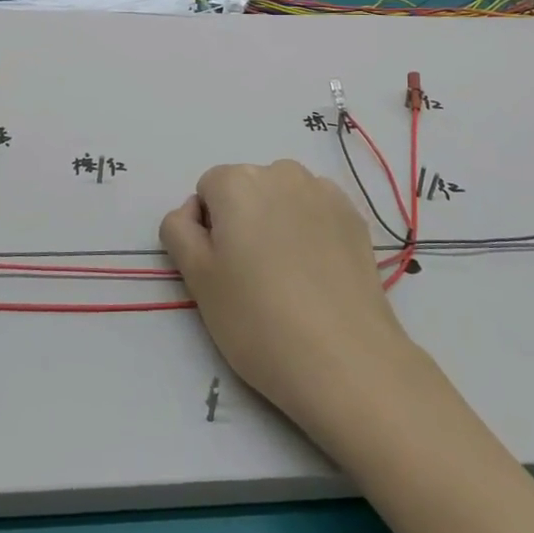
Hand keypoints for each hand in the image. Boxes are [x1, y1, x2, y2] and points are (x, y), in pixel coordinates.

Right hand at [160, 160, 418, 428]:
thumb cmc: (257, 320)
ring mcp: (323, 191)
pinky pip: (316, 212)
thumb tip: (193, 213)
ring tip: (287, 278)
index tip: (221, 270)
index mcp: (237, 181)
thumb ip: (179, 231)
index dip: (208, 229)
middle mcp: (281, 172)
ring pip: (283, 198)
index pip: (207, 191)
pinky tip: (317, 276)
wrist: (345, 360)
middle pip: (247, 188)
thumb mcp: (197, 279)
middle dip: (243, 221)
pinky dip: (310, 231)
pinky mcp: (354, 216)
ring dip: (276, 223)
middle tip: (251, 277)